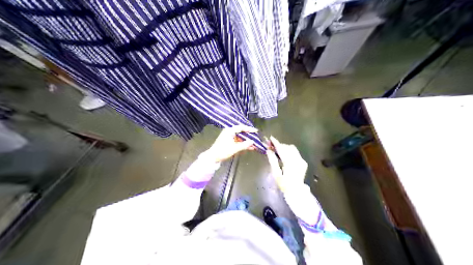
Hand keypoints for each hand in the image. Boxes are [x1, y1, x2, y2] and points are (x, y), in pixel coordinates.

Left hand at [202, 124, 254, 163]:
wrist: (213, 157)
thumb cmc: (222, 151)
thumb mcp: (234, 148)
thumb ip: (244, 145)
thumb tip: (252, 142)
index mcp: (229, 131)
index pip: (241, 127)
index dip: (249, 129)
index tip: (256, 131)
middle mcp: (229, 132)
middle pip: (241, 132)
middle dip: (249, 137)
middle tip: (256, 139)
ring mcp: (229, 137)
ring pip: (240, 138)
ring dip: (247, 142)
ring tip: (254, 145)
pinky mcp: (229, 142)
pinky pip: (238, 142)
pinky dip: (243, 145)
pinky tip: (249, 148)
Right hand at [266, 137, 306, 192]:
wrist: (296, 192)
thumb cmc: (284, 184)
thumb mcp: (276, 174)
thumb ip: (272, 161)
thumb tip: (268, 150)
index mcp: (290, 163)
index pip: (282, 149)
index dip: (276, 143)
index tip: (270, 138)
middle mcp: (297, 159)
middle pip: (287, 147)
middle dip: (279, 145)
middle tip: (271, 146)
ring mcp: (301, 160)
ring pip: (292, 149)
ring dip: (284, 148)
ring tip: (277, 151)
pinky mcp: (303, 162)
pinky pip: (295, 153)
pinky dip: (289, 152)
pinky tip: (284, 156)